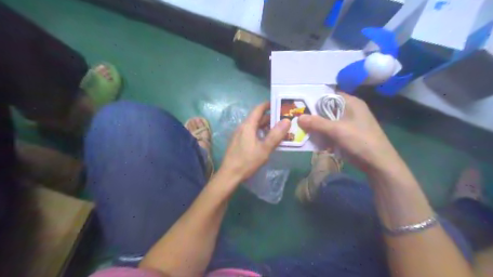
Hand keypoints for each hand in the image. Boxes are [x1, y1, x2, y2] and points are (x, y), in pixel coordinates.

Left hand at [218, 102, 288, 181]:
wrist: (229, 175)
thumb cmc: (247, 161)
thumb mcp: (264, 149)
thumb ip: (275, 135)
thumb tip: (286, 120)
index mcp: (247, 126)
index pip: (258, 109)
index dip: (268, 105)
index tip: (279, 103)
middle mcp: (242, 127)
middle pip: (257, 118)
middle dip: (270, 117)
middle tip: (283, 118)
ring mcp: (239, 135)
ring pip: (254, 126)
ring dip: (265, 126)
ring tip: (278, 129)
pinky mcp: (238, 142)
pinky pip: (251, 133)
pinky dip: (260, 132)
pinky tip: (267, 139)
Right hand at [298, 92, 401, 172]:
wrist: (377, 162)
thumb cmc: (360, 140)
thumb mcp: (337, 130)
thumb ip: (317, 123)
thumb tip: (299, 117)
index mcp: (351, 102)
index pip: (328, 95)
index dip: (314, 98)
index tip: (299, 103)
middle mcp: (349, 110)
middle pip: (326, 109)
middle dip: (312, 114)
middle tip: (297, 117)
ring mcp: (348, 123)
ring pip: (327, 121)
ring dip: (316, 125)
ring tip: (301, 128)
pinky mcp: (346, 134)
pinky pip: (330, 130)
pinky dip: (322, 133)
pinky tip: (312, 138)